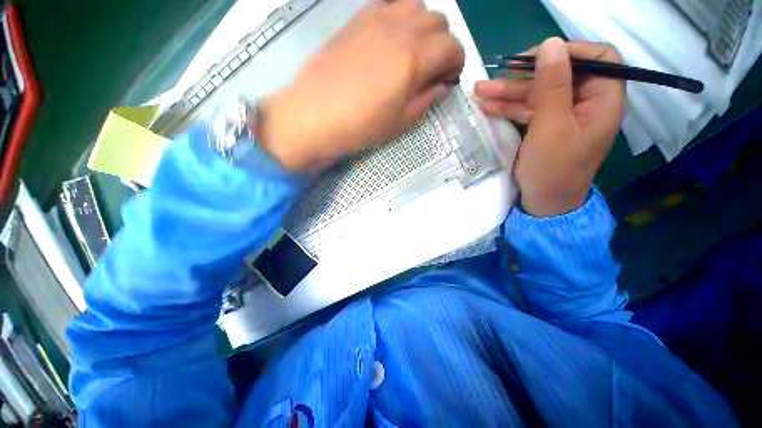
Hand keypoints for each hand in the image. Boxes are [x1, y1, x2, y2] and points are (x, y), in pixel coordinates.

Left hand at [258, 0, 464, 173]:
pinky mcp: (357, 19)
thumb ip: (426, 100)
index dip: (456, 64)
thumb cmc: (360, 127)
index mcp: (414, 59)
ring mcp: (376, 19)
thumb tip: (441, 86)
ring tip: (413, 53)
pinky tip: (391, 40)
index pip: (453, 47)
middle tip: (431, 70)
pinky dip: (400, 18)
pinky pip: (390, 4)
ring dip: (424, 28)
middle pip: (439, 22)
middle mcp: (400, 29)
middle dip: (443, 46)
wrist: (314, 116)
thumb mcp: (400, 123)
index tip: (448, 80)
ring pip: (417, 7)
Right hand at [474, 38, 625, 216]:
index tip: (535, 58)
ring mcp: (565, 114)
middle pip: (558, 75)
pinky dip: (510, 107)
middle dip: (524, 76)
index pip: (597, 57)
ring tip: (480, 92)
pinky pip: (530, 109)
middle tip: (493, 77)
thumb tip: (550, 44)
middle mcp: (588, 102)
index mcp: (603, 99)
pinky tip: (488, 106)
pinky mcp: (548, 126)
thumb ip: (552, 85)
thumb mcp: (551, 126)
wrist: (544, 203)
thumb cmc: (553, 168)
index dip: (568, 51)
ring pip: (539, 93)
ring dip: (510, 92)